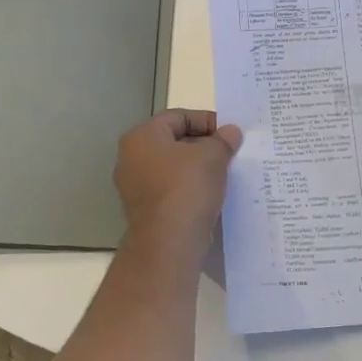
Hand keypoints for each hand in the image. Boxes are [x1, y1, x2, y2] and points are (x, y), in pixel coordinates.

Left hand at [113, 109, 242, 251]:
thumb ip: (222, 140)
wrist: (168, 244)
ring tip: (224, 173)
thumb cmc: (187, 188)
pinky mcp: (144, 210)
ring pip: (172, 167)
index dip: (207, 121)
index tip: (229, 134)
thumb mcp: (212, 156)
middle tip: (229, 152)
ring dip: (197, 168)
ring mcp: (134, 186)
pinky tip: (210, 194)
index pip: (178, 117)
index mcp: (141, 136)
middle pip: (173, 141)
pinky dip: (189, 188)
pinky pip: (170, 190)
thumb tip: (230, 132)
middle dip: (203, 145)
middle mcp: (131, 157)